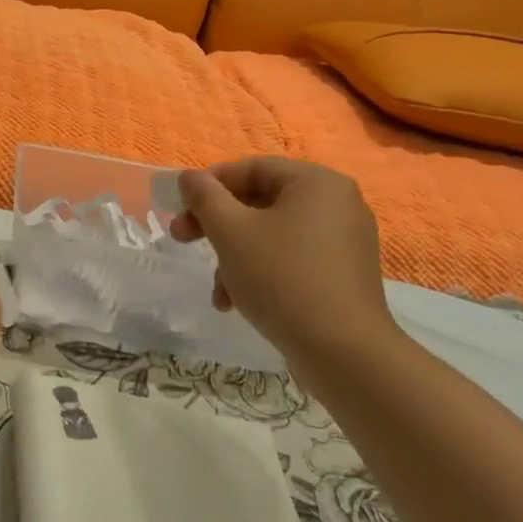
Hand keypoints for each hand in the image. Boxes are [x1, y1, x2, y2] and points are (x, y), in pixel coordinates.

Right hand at [169, 156, 400, 369]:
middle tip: (182, 238)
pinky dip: (260, 272)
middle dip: (216, 224)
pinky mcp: (342, 274)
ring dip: (233, 254)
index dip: (209, 184)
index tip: (179, 207)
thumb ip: (205, 197)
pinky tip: (237, 303)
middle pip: (260, 201)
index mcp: (316, 182)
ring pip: (271, 234)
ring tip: (216, 289)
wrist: (343, 353)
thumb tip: (189, 176)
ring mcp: (343, 241)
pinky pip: (291, 258)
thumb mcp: (231, 232)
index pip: (251, 168)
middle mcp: (336, 203)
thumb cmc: (282, 278)